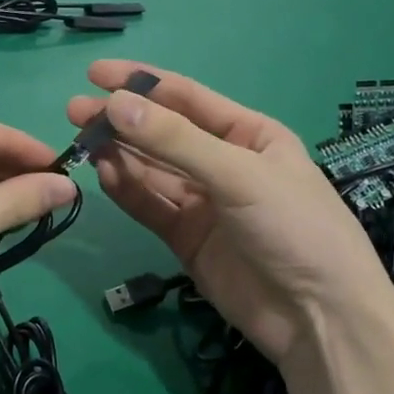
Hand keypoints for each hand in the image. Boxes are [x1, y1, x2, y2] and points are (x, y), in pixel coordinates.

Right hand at [68, 61, 393, 370]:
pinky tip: (104, 174)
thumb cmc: (295, 228)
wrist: (320, 319)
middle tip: (74, 111)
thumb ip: (174, 140)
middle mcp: (223, 163)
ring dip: (119, 154)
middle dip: (121, 121)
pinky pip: (150, 205)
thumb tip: (114, 104)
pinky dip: (126, 190)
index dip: (141, 83)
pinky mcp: (186, 238)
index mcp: (249, 135)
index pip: (187, 98)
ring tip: (82, 141)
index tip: (95, 74)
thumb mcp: (239, 174)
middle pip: (162, 134)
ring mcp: (203, 202)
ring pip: (151, 170)